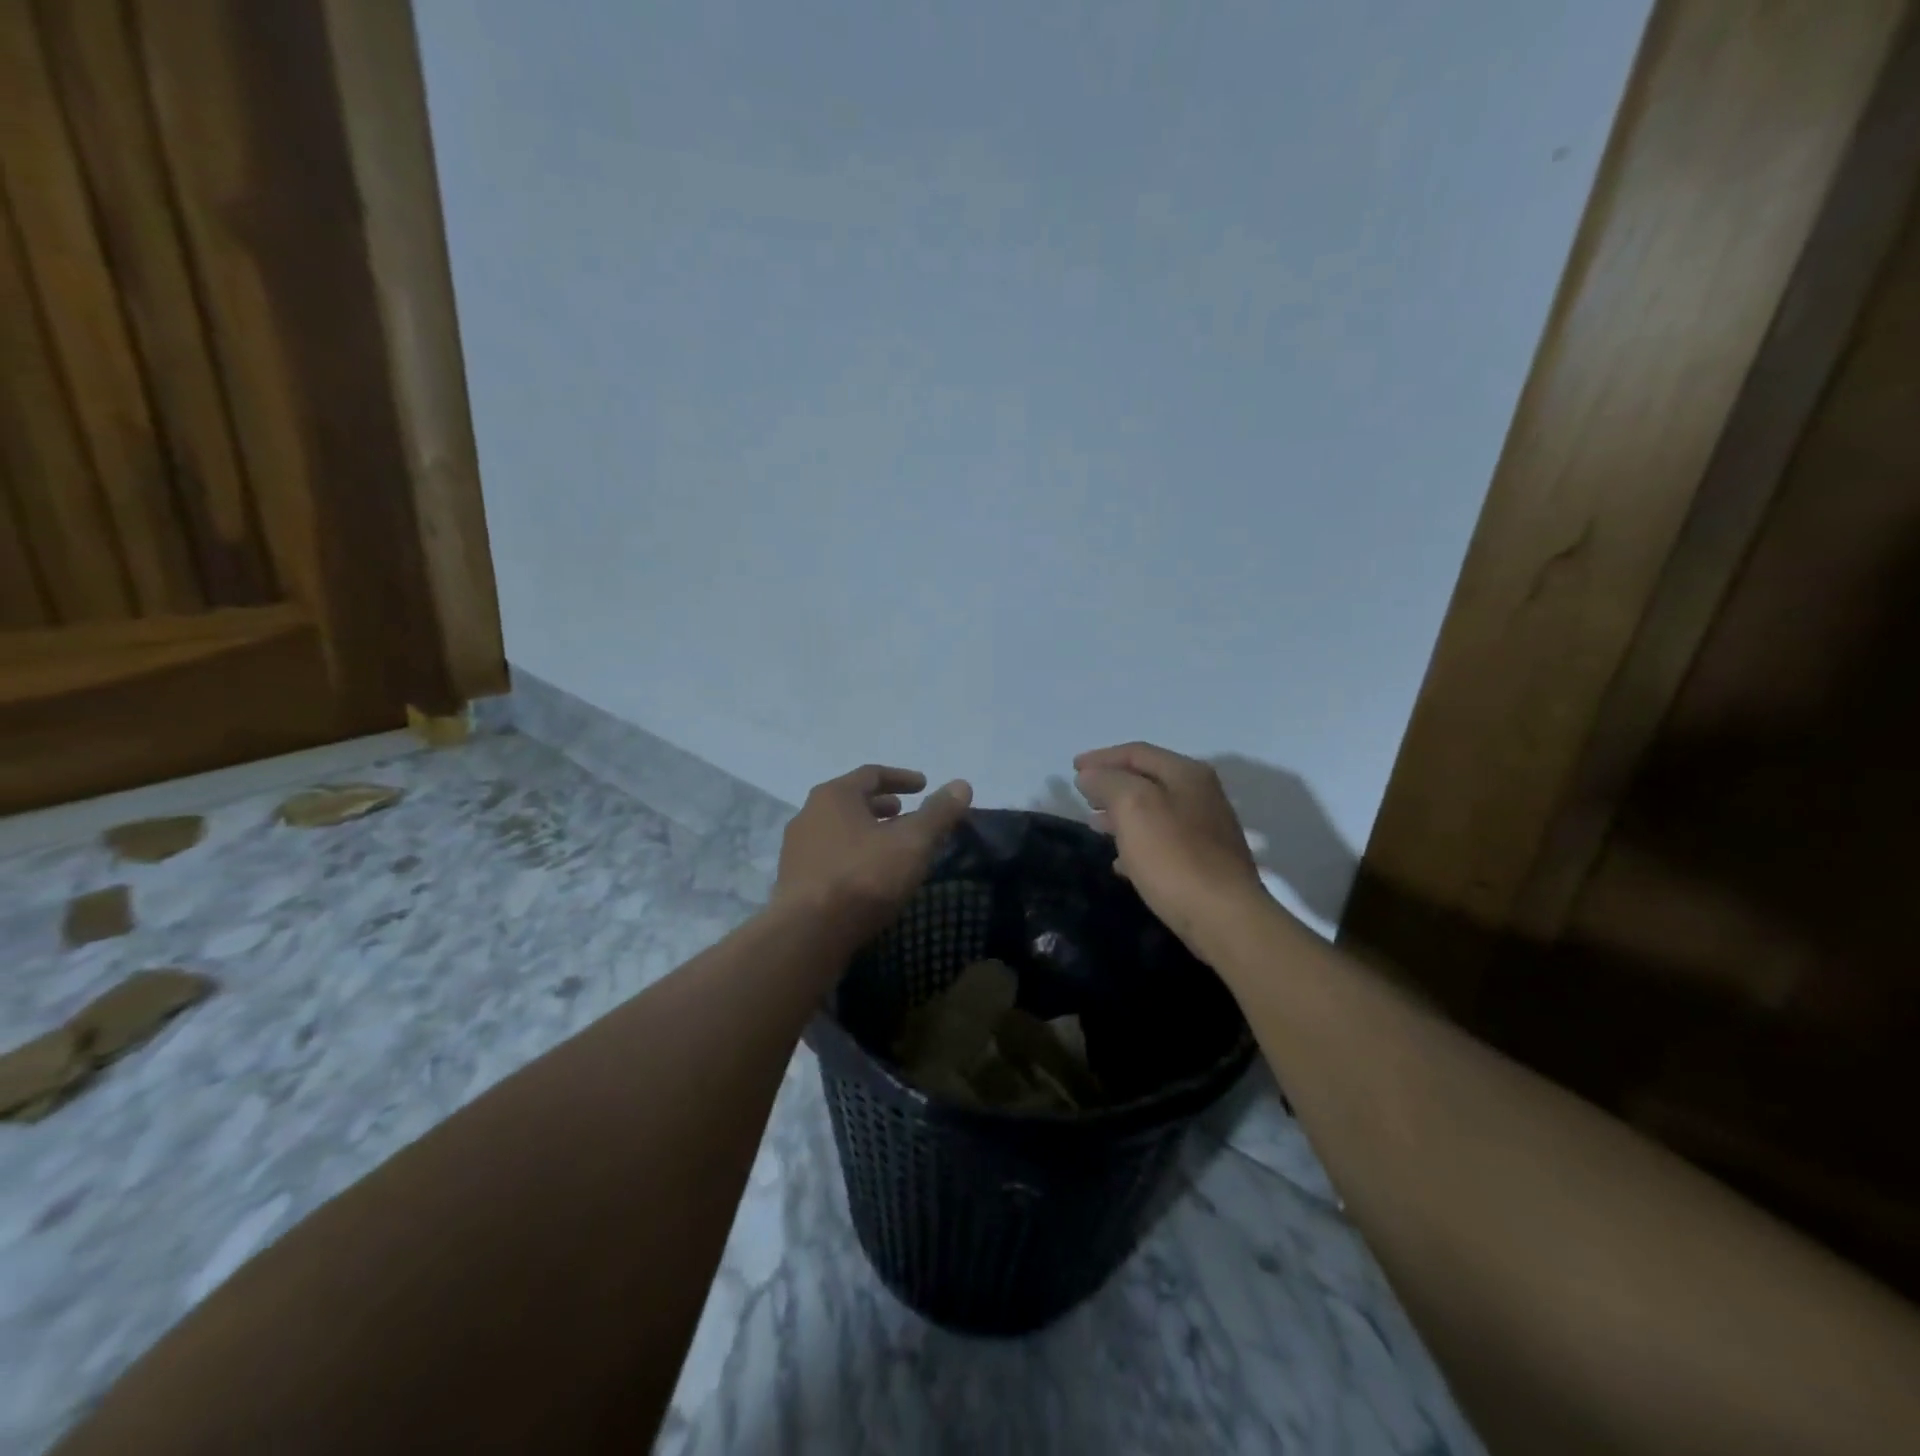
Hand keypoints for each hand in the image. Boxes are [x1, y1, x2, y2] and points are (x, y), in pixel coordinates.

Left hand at [775, 765, 973, 945]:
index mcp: (834, 795)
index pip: (871, 774)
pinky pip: (830, 856)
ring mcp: (796, 849)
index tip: (924, 785)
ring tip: (891, 845)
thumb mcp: (912, 842)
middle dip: (881, 805)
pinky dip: (854, 854)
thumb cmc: (864, 877)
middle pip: (850, 801)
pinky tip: (869, 875)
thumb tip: (962, 785)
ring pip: (839, 830)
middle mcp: (809, 814)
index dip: (901, 778)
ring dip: (867, 831)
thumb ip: (938, 812)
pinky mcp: (794, 880)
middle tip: (906, 812)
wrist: (808, 934)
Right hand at [1074, 742, 1269, 952]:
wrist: (1224, 918)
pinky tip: (1121, 862)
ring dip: (1122, 814)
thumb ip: (1108, 783)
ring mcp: (1207, 829)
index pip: (1137, 752)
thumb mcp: (1133, 808)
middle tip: (1083, 796)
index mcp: (1186, 774)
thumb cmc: (1174, 857)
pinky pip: (1163, 842)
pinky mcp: (1206, 862)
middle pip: (1147, 779)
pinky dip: (1138, 843)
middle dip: (1112, 784)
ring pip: (1154, 811)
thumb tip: (1090, 775)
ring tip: (1095, 825)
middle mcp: (1201, 794)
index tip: (1072, 769)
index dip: (1101, 758)